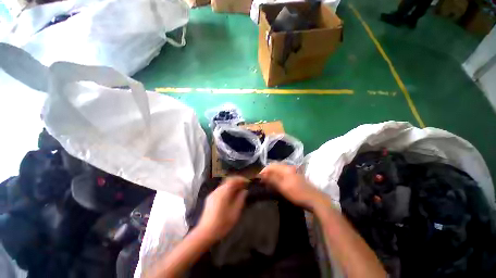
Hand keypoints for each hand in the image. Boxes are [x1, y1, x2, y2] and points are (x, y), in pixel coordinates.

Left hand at [197, 176, 248, 242]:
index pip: (233, 180)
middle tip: (244, 185)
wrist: (205, 233)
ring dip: (232, 185)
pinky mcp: (210, 198)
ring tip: (239, 190)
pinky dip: (227, 189)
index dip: (241, 179)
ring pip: (224, 185)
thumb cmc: (222, 223)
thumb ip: (240, 199)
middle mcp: (217, 190)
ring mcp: (212, 194)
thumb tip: (244, 191)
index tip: (247, 182)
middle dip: (237, 181)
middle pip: (228, 180)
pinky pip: (221, 189)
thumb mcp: (235, 212)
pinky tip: (230, 196)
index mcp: (223, 192)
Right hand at [259, 164, 325, 209]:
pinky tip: (276, 182)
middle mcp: (289, 167)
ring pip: (279, 170)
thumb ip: (272, 179)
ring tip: (267, 181)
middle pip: (275, 166)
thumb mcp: (283, 187)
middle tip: (262, 180)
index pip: (271, 165)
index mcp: (286, 168)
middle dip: (267, 172)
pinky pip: (283, 173)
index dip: (264, 170)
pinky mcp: (295, 176)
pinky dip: (277, 176)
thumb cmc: (298, 193)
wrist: (315, 199)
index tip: (258, 178)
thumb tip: (262, 174)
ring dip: (272, 174)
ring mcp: (293, 171)